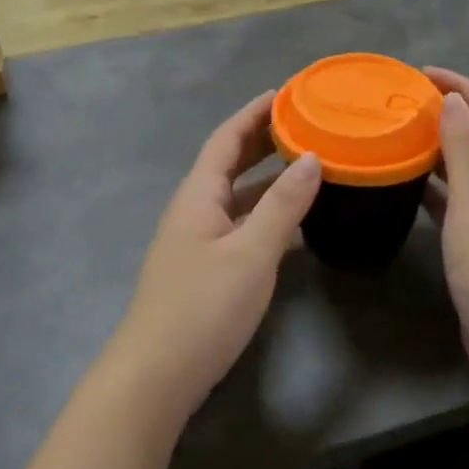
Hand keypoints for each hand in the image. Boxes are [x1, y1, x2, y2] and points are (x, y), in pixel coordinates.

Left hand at [110, 92, 320, 421]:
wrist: (156, 375)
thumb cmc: (203, 306)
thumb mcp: (252, 252)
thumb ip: (283, 204)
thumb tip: (312, 157)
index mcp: (198, 195)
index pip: (226, 139)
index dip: (253, 113)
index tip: (285, 93)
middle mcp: (193, 210)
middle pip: (228, 163)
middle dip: (262, 141)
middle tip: (303, 124)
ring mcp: (196, 242)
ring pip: (235, 196)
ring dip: (267, 178)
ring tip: (307, 165)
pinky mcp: (204, 270)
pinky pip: (239, 225)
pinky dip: (265, 213)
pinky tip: (291, 223)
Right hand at [422, 69, 468, 389]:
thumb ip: (464, 148)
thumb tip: (452, 101)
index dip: (462, 87)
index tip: (421, 75)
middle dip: (449, 113)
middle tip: (404, 103)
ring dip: (440, 147)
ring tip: (402, 133)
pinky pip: (459, 196)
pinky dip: (438, 183)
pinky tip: (409, 180)